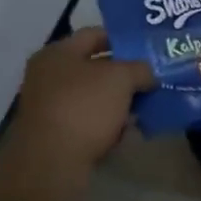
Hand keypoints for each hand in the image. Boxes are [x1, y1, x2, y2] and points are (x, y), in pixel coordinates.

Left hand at [7, 28, 153, 179]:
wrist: (51, 166)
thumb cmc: (84, 107)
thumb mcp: (121, 78)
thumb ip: (140, 68)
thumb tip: (149, 74)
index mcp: (57, 53)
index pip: (95, 34)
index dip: (123, 38)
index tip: (148, 48)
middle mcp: (48, 77)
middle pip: (94, 67)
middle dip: (124, 74)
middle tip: (152, 78)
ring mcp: (49, 108)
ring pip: (93, 98)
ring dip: (118, 102)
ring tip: (146, 107)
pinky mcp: (55, 137)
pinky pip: (88, 123)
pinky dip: (107, 126)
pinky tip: (128, 132)